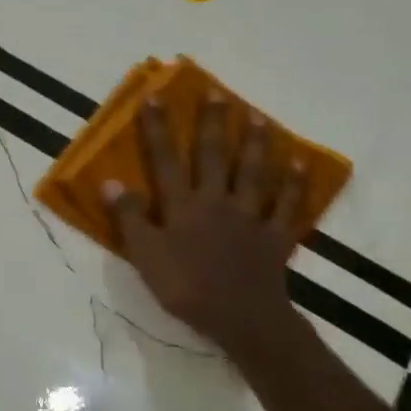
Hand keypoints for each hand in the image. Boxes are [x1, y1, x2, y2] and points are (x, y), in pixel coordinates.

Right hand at [103, 96, 305, 364]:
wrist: (241, 318)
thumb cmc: (186, 288)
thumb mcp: (145, 257)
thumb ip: (129, 218)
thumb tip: (110, 181)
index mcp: (183, 206)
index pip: (166, 160)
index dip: (158, 128)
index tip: (154, 97)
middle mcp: (217, 201)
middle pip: (215, 156)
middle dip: (213, 123)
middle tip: (217, 92)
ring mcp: (250, 217)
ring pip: (254, 173)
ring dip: (256, 143)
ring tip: (258, 117)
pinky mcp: (275, 236)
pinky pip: (287, 206)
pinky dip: (295, 185)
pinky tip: (300, 165)